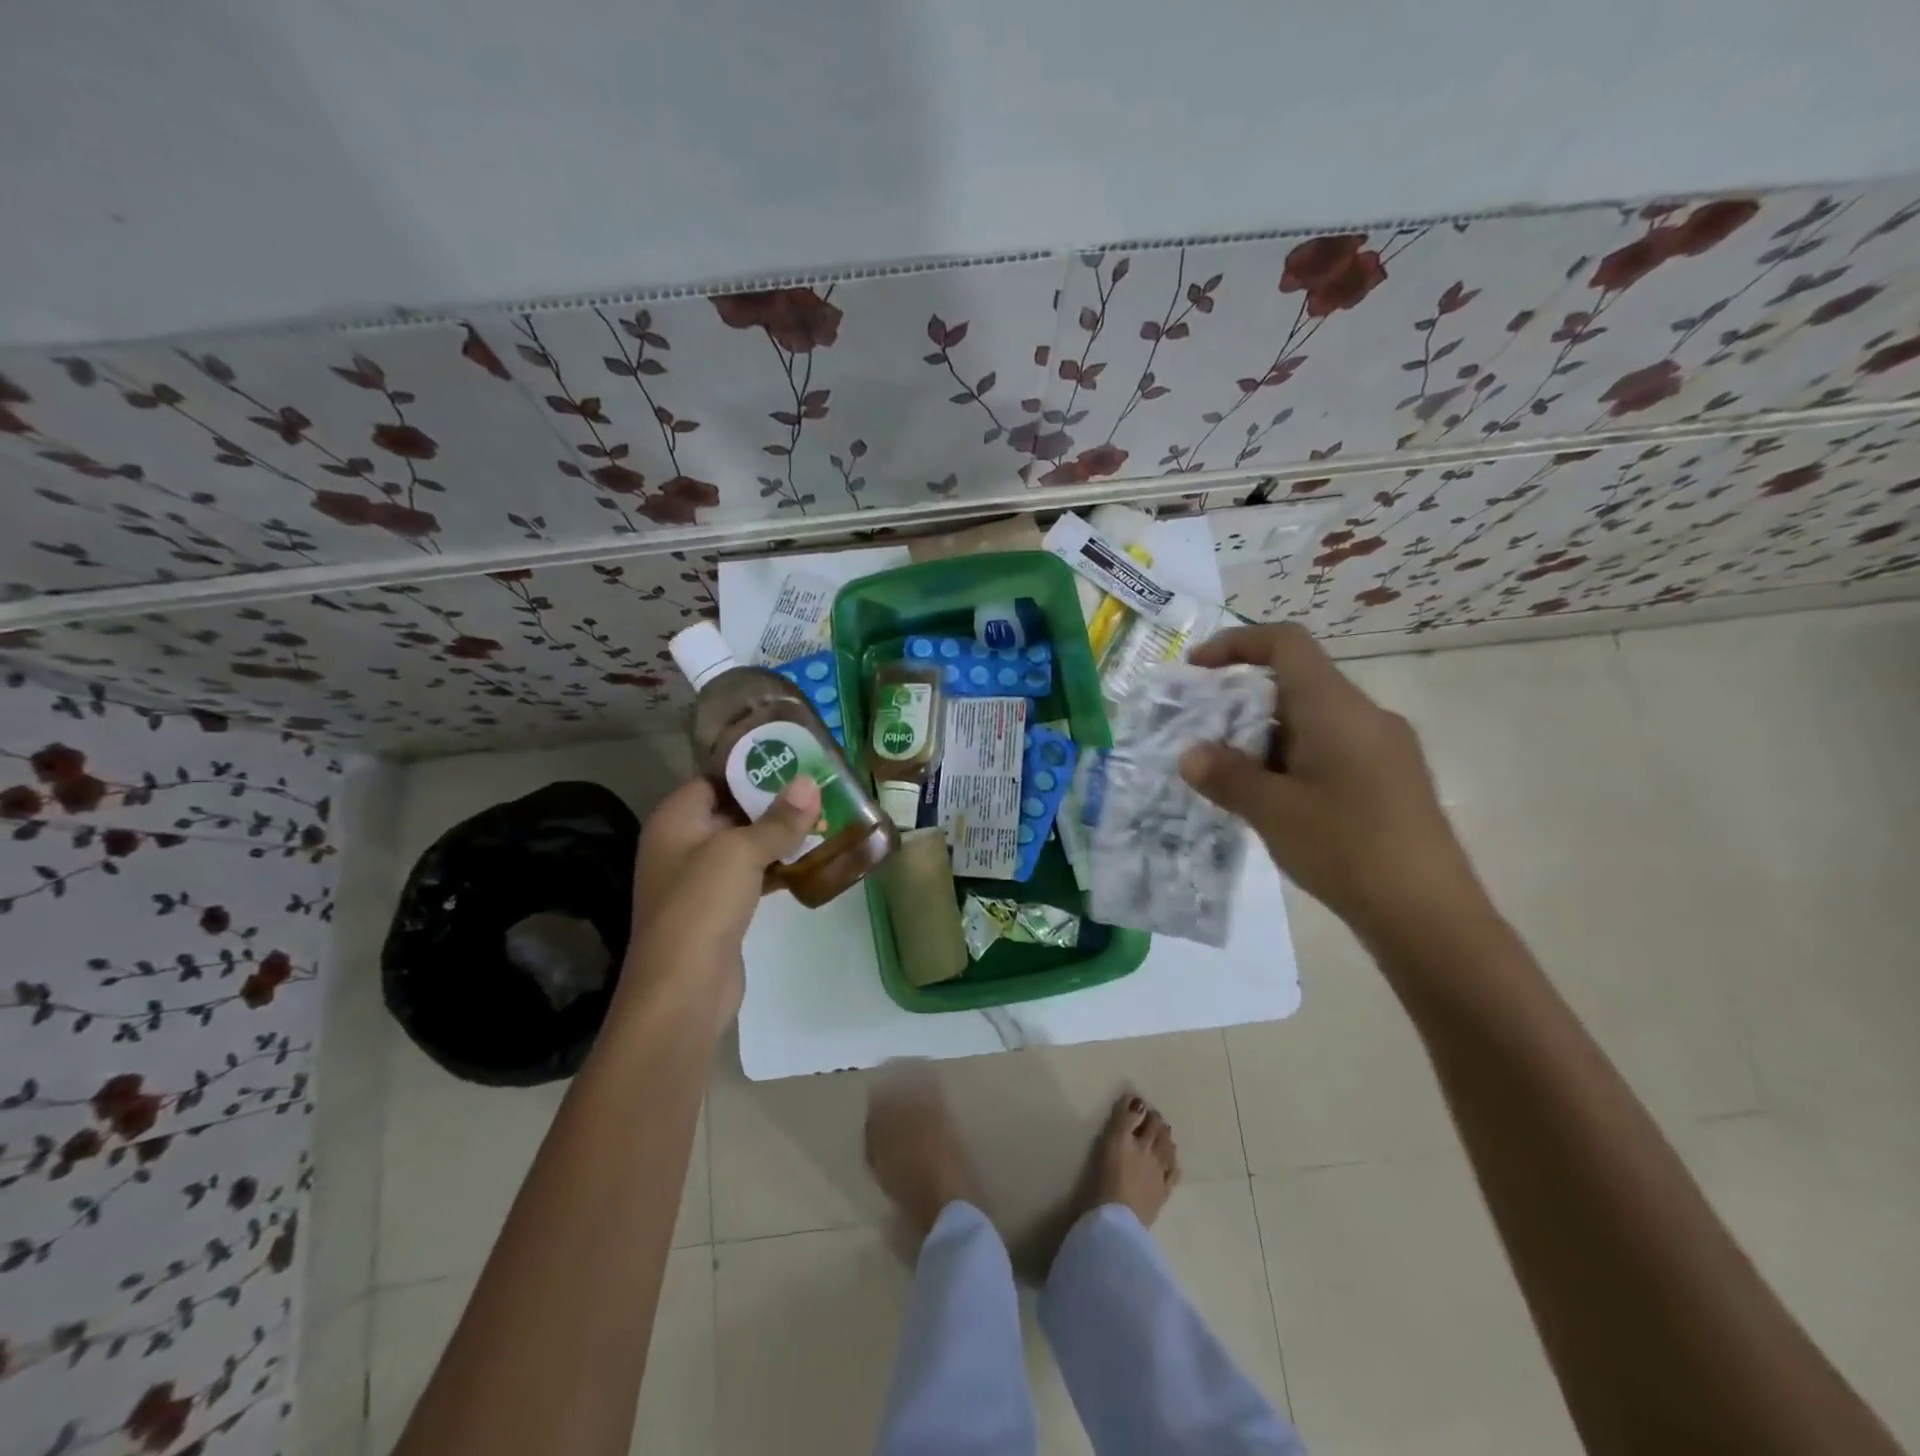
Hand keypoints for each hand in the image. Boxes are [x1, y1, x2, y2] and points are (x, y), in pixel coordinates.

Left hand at [623, 775, 821, 1017]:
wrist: (683, 989)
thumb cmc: (703, 905)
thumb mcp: (742, 852)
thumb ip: (779, 818)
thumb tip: (810, 782)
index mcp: (675, 820)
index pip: (714, 778)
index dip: (750, 768)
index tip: (793, 759)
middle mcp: (681, 844)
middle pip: (731, 810)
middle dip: (772, 800)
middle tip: (818, 787)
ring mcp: (699, 879)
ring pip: (744, 844)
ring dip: (778, 834)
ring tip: (823, 817)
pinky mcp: (718, 908)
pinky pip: (750, 874)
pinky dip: (776, 865)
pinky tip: (809, 859)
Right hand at [1177, 623, 1484, 946]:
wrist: (1430, 916)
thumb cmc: (1346, 849)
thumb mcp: (1271, 811)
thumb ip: (1226, 776)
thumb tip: (1190, 754)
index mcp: (1336, 708)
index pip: (1286, 643)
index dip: (1236, 644)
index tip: (1196, 669)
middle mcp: (1365, 715)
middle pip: (1296, 682)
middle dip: (1243, 703)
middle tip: (1204, 737)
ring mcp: (1385, 748)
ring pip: (1313, 720)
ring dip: (1265, 737)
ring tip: (1231, 778)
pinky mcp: (1392, 779)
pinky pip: (1332, 748)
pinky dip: (1292, 759)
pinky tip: (1274, 802)